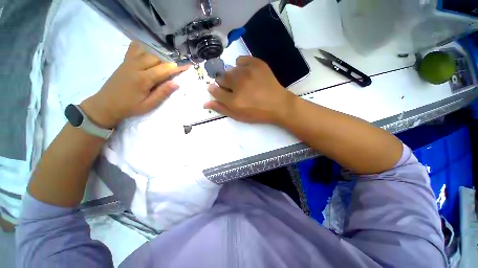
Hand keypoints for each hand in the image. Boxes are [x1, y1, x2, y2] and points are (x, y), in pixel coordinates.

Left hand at [80, 41, 189, 128]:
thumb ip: (162, 93)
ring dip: (159, 54)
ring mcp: (129, 62)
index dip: (178, 67)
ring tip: (167, 60)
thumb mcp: (149, 105)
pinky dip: (145, 47)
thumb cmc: (130, 107)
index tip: (188, 65)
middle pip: (157, 57)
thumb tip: (177, 83)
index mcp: (143, 79)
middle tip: (178, 64)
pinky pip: (135, 48)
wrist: (106, 104)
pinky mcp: (124, 61)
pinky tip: (150, 52)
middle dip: (170, 60)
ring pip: (147, 51)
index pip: (164, 69)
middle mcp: (136, 66)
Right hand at [204, 56, 295, 123]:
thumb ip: (221, 109)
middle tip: (235, 89)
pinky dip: (241, 66)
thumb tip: (205, 103)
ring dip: (233, 76)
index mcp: (233, 100)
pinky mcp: (257, 64)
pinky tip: (247, 73)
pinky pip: (241, 60)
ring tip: (243, 83)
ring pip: (231, 70)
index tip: (217, 90)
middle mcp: (238, 83)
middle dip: (225, 84)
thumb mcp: (238, 116)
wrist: (278, 104)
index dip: (214, 90)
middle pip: (221, 78)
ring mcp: (248, 72)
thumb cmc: (257, 113)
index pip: (215, 90)